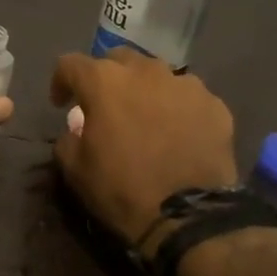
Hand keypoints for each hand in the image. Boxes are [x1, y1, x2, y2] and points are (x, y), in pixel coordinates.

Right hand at [50, 48, 237, 248]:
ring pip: (157, 75)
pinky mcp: (215, 105)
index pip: (71, 64)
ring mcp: (185, 85)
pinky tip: (177, 133)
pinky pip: (188, 97)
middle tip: (105, 106)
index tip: (62, 104)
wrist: (188, 215)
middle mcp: (146, 72)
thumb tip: (78, 128)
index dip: (61, 81)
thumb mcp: (74, 168)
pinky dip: (177, 108)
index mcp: (104, 82)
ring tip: (146, 117)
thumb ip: (69, 138)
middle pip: (118, 59)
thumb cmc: (121, 189)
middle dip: (106, 78)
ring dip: (144, 90)